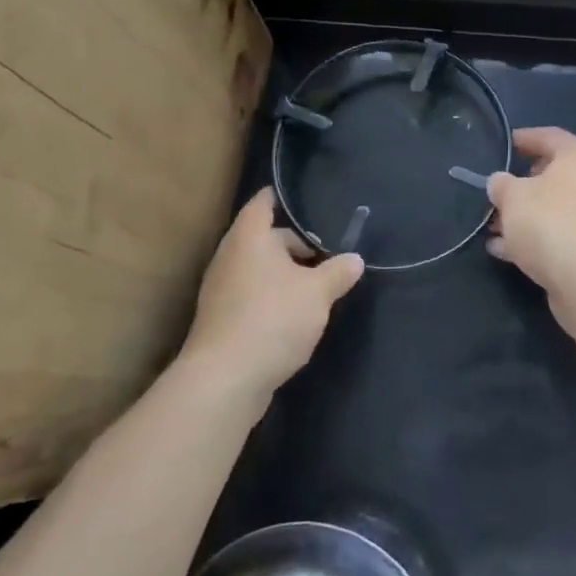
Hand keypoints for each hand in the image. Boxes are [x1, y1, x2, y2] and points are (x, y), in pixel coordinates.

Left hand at [184, 187, 363, 398]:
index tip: (301, 197)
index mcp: (250, 238)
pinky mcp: (221, 319)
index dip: (280, 196)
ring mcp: (220, 289)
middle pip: (263, 237)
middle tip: (325, 253)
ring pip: (257, 268)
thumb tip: (355, 259)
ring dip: (283, 273)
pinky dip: (270, 296)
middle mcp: (230, 256)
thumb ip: (338, 272)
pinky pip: (250, 294)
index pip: (262, 203)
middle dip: (293, 243)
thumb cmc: (273, 319)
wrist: (225, 379)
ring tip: (315, 286)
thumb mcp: (318, 293)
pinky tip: (293, 315)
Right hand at [487, 127, 575, 299]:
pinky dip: (538, 238)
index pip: (551, 137)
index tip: (506, 144)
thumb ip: (502, 185)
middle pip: (555, 176)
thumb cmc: (551, 223)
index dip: (525, 138)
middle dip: (522, 186)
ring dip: (526, 217)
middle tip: (498, 194)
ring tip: (493, 229)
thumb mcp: (513, 197)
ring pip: (557, 209)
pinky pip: (563, 234)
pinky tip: (506, 252)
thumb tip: (501, 182)